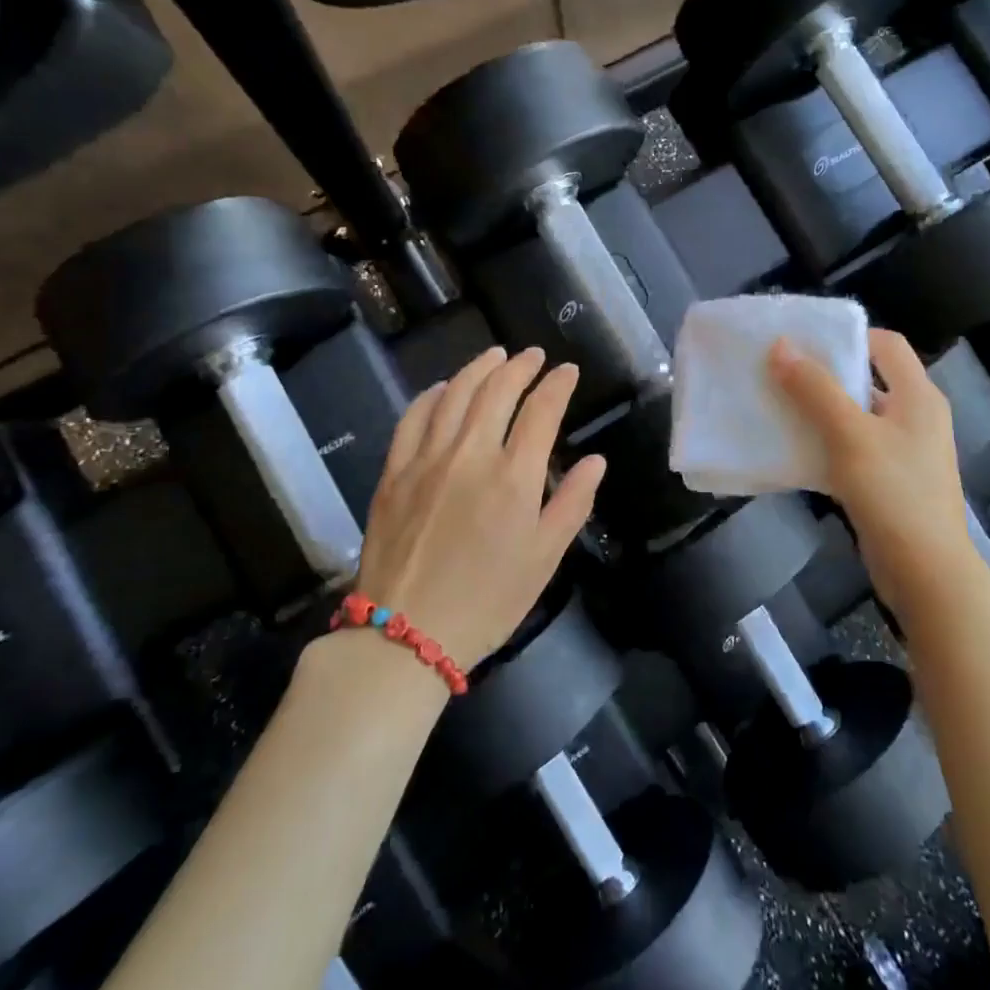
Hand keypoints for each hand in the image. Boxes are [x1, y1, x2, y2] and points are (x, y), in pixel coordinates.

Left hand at [356, 347, 605, 669]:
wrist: (405, 634)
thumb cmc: (487, 601)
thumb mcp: (545, 559)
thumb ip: (572, 503)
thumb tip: (595, 460)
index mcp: (513, 477)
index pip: (541, 410)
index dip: (558, 385)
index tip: (568, 371)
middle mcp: (470, 455)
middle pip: (497, 391)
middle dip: (520, 366)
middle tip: (533, 355)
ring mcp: (427, 459)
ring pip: (455, 394)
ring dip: (478, 368)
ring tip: (495, 355)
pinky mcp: (394, 472)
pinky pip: (413, 418)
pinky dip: (432, 395)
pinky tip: (442, 388)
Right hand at [770, 329, 971, 621]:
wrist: (926, 572)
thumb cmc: (893, 492)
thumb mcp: (850, 434)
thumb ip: (816, 389)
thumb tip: (781, 346)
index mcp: (918, 395)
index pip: (886, 344)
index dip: (847, 335)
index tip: (804, 339)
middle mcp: (917, 415)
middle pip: (870, 377)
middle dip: (826, 372)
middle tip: (782, 370)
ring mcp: (906, 450)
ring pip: (859, 415)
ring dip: (823, 409)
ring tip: (781, 404)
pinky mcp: (893, 480)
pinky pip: (857, 447)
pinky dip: (829, 442)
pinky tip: (797, 448)